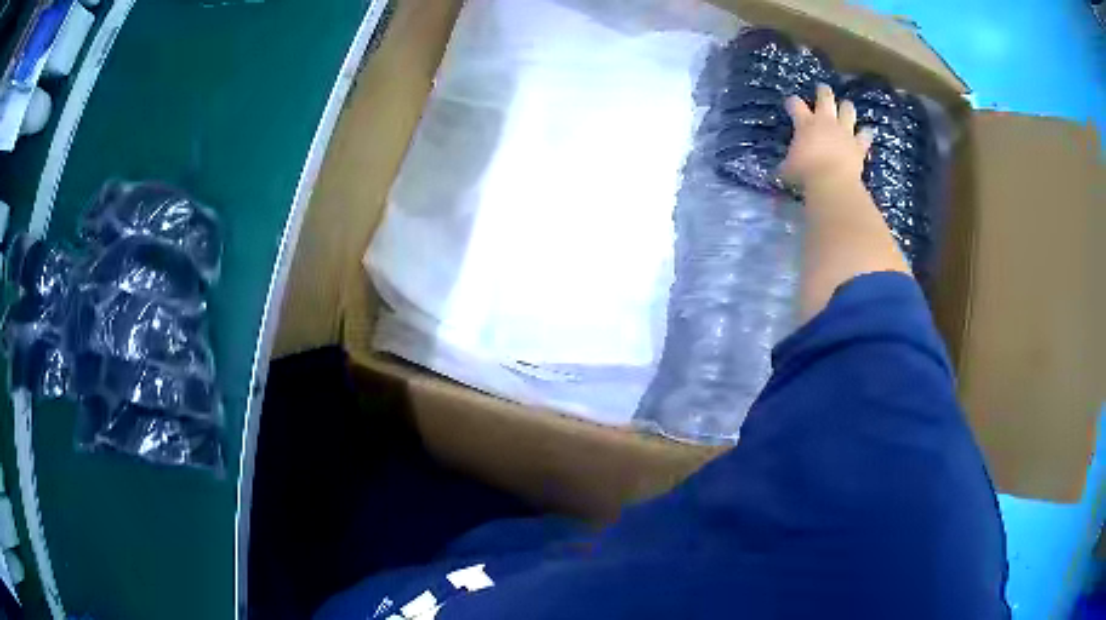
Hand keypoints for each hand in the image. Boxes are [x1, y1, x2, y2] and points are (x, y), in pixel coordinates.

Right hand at [780, 84, 873, 189]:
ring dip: (846, 107)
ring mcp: (844, 131)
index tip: (791, 103)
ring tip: (845, 107)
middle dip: (823, 91)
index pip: (795, 104)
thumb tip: (777, 171)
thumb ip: (785, 165)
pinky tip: (866, 132)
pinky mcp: (858, 144)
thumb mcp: (788, 169)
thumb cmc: (805, 173)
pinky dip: (865, 133)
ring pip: (847, 109)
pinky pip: (865, 135)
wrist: (833, 181)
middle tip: (822, 89)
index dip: (792, 102)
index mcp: (805, 123)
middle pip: (825, 97)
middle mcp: (825, 121)